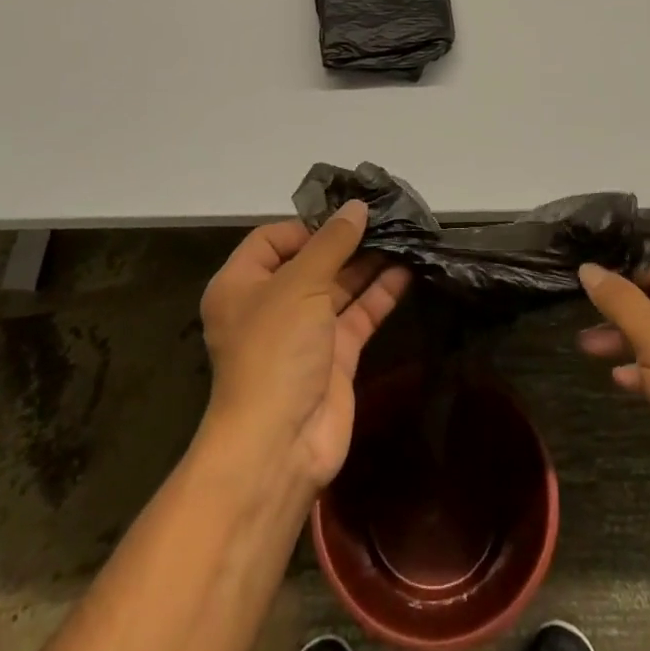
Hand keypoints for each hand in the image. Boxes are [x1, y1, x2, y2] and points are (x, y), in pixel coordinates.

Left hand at [198, 202, 409, 491]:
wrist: (280, 444)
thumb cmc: (275, 349)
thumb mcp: (300, 284)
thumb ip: (332, 243)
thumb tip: (357, 207)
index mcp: (242, 284)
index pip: (273, 240)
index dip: (308, 226)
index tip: (345, 217)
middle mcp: (270, 305)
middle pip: (311, 261)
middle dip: (346, 241)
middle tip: (386, 218)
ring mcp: (304, 333)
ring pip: (339, 287)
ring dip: (368, 264)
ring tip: (403, 236)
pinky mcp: (335, 356)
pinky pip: (358, 315)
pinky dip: (380, 293)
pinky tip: (407, 270)